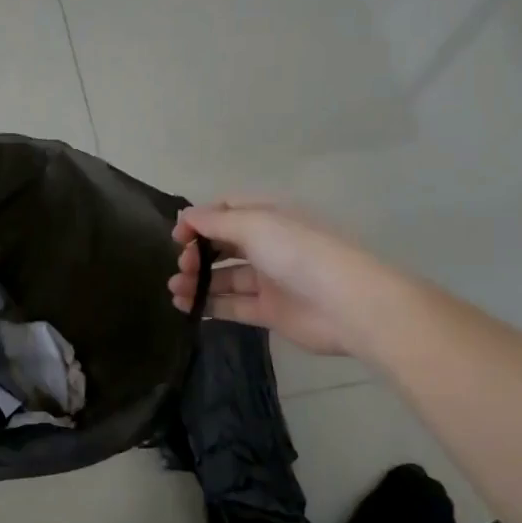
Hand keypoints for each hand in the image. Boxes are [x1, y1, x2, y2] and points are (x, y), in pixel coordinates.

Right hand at [169, 198, 389, 357]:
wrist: (345, 304)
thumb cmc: (298, 253)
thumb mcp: (254, 225)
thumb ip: (215, 221)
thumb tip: (184, 216)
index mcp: (269, 217)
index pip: (226, 211)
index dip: (199, 221)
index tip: (178, 238)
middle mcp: (269, 245)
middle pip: (223, 245)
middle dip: (196, 253)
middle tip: (181, 267)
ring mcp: (269, 280)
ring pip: (224, 278)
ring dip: (197, 281)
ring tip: (175, 290)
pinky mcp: (270, 311)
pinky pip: (233, 306)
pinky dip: (209, 306)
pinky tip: (187, 307)